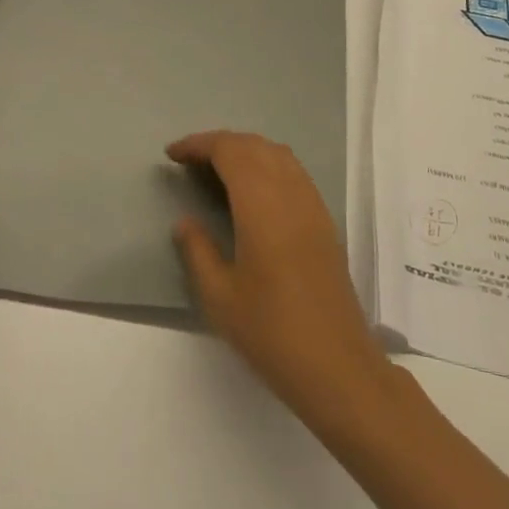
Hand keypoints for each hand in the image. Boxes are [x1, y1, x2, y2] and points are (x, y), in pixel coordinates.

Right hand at [168, 131, 396, 430]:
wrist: (337, 364)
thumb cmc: (271, 332)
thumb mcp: (219, 297)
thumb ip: (198, 250)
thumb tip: (185, 221)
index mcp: (261, 203)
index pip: (229, 150)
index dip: (198, 144)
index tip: (172, 154)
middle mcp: (290, 192)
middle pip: (253, 145)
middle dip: (219, 143)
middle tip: (189, 161)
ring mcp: (312, 203)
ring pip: (277, 154)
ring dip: (245, 150)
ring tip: (217, 170)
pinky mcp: (324, 220)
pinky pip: (293, 172)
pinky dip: (267, 165)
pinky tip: (253, 192)